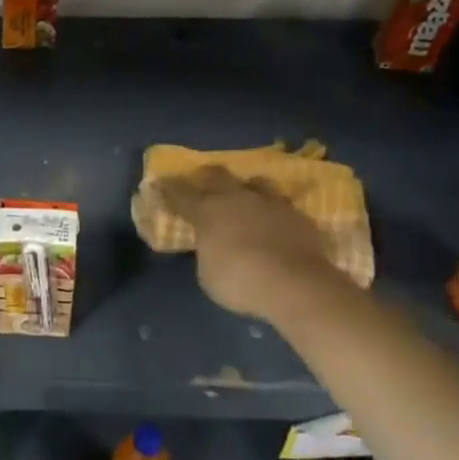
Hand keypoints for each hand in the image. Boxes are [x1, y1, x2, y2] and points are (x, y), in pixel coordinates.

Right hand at [151, 168, 338, 321]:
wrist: (296, 284)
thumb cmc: (240, 282)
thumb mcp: (208, 274)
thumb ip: (207, 254)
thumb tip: (212, 247)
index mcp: (207, 212)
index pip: (180, 194)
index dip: (168, 189)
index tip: (159, 183)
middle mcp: (237, 199)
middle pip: (217, 176)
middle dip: (206, 176)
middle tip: (202, 180)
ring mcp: (270, 203)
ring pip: (255, 183)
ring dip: (248, 188)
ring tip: (247, 197)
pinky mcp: (299, 215)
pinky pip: (282, 206)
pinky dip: (275, 213)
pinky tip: (277, 223)